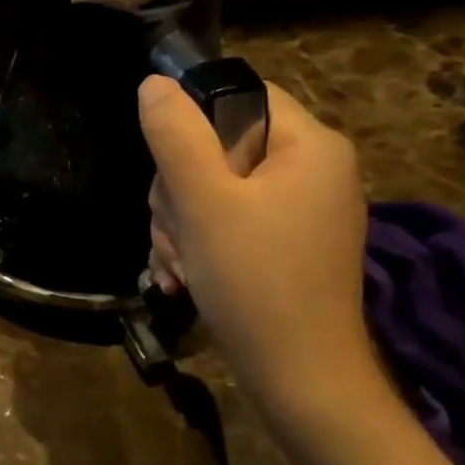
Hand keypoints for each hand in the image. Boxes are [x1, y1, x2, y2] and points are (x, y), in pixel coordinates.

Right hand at [140, 77, 375, 420]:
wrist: (299, 381)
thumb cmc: (255, 282)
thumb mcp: (204, 202)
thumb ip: (176, 136)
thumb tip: (153, 83)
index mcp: (309, 145)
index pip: (240, 93)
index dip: (192, 118)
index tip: (167, 165)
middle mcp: (310, 170)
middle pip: (217, 145)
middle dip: (177, 189)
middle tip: (176, 230)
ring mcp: (296, 211)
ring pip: (210, 187)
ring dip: (178, 223)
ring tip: (179, 264)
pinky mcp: (281, 245)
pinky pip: (223, 221)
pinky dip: (196, 244)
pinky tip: (183, 276)